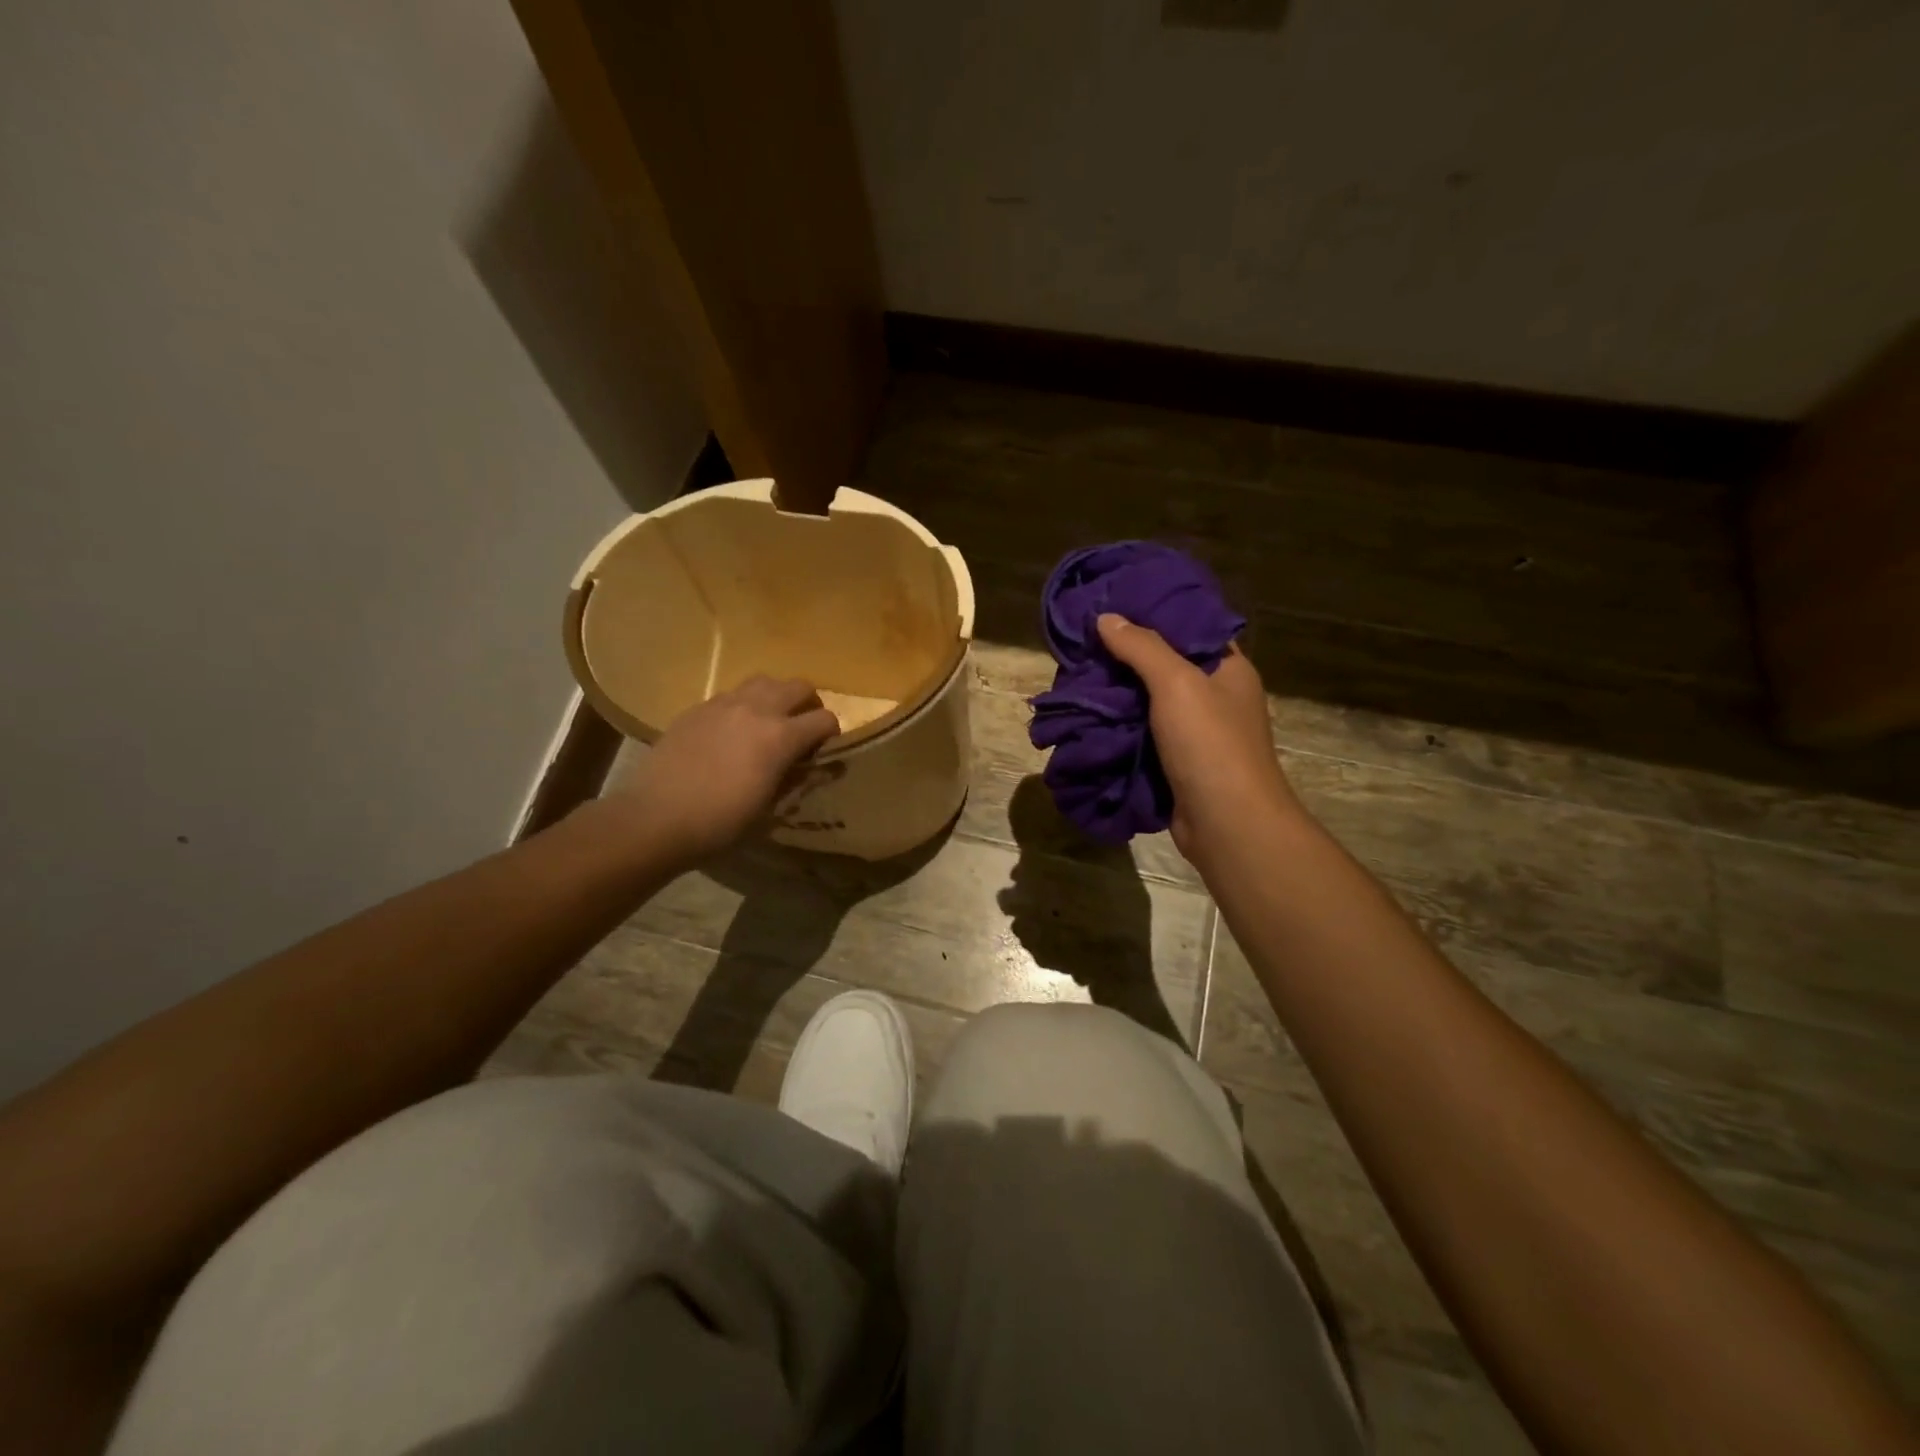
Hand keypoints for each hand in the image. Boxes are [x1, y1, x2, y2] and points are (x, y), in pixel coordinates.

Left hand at [609, 676, 839, 863]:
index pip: (824, 719)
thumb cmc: (720, 823)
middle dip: (808, 705)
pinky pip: (731, 695)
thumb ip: (796, 780)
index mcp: (780, 736)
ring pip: (764, 681)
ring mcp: (724, 704)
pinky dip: (743, 706)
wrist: (656, 818)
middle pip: (798, 686)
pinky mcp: (697, 708)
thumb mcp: (769, 809)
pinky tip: (732, 732)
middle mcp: (756, 709)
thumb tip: (816, 769)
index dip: (831, 734)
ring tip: (768, 721)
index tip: (823, 751)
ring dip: (776, 697)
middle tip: (802, 729)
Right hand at [1096, 613, 1297, 863]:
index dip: (1156, 614)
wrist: (1226, 824)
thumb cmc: (1209, 744)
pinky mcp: (1177, 763)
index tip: (1115, 604)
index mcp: (1229, 669)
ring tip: (1079, 674)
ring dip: (1119, 694)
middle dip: (1127, 656)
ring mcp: (1197, 733)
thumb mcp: (1177, 683)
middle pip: (1167, 664)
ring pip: (1151, 702)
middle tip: (1086, 641)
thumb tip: (1106, 618)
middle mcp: (1216, 697)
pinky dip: (1120, 726)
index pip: (1192, 627)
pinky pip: (1144, 734)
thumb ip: (1142, 648)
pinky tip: (1089, 714)